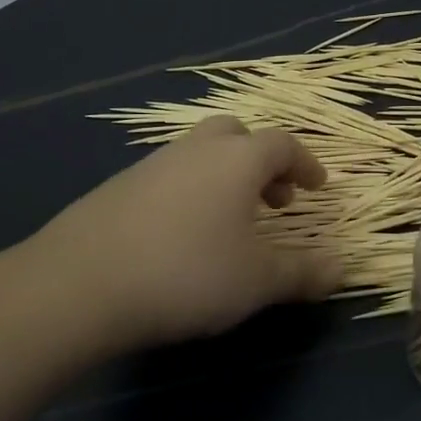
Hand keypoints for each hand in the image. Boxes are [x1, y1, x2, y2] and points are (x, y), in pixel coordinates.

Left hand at [9, 116, 340, 350]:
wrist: (78, 285)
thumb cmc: (186, 273)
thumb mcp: (257, 281)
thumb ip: (303, 272)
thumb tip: (342, 267)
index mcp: (237, 160)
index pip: (284, 144)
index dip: (306, 163)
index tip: (317, 187)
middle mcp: (196, 150)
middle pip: (237, 134)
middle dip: (262, 161)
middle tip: (273, 198)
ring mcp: (151, 165)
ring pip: (199, 154)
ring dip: (224, 177)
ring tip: (228, 223)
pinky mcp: (117, 188)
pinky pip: (168, 176)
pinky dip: (189, 193)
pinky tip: (180, 236)